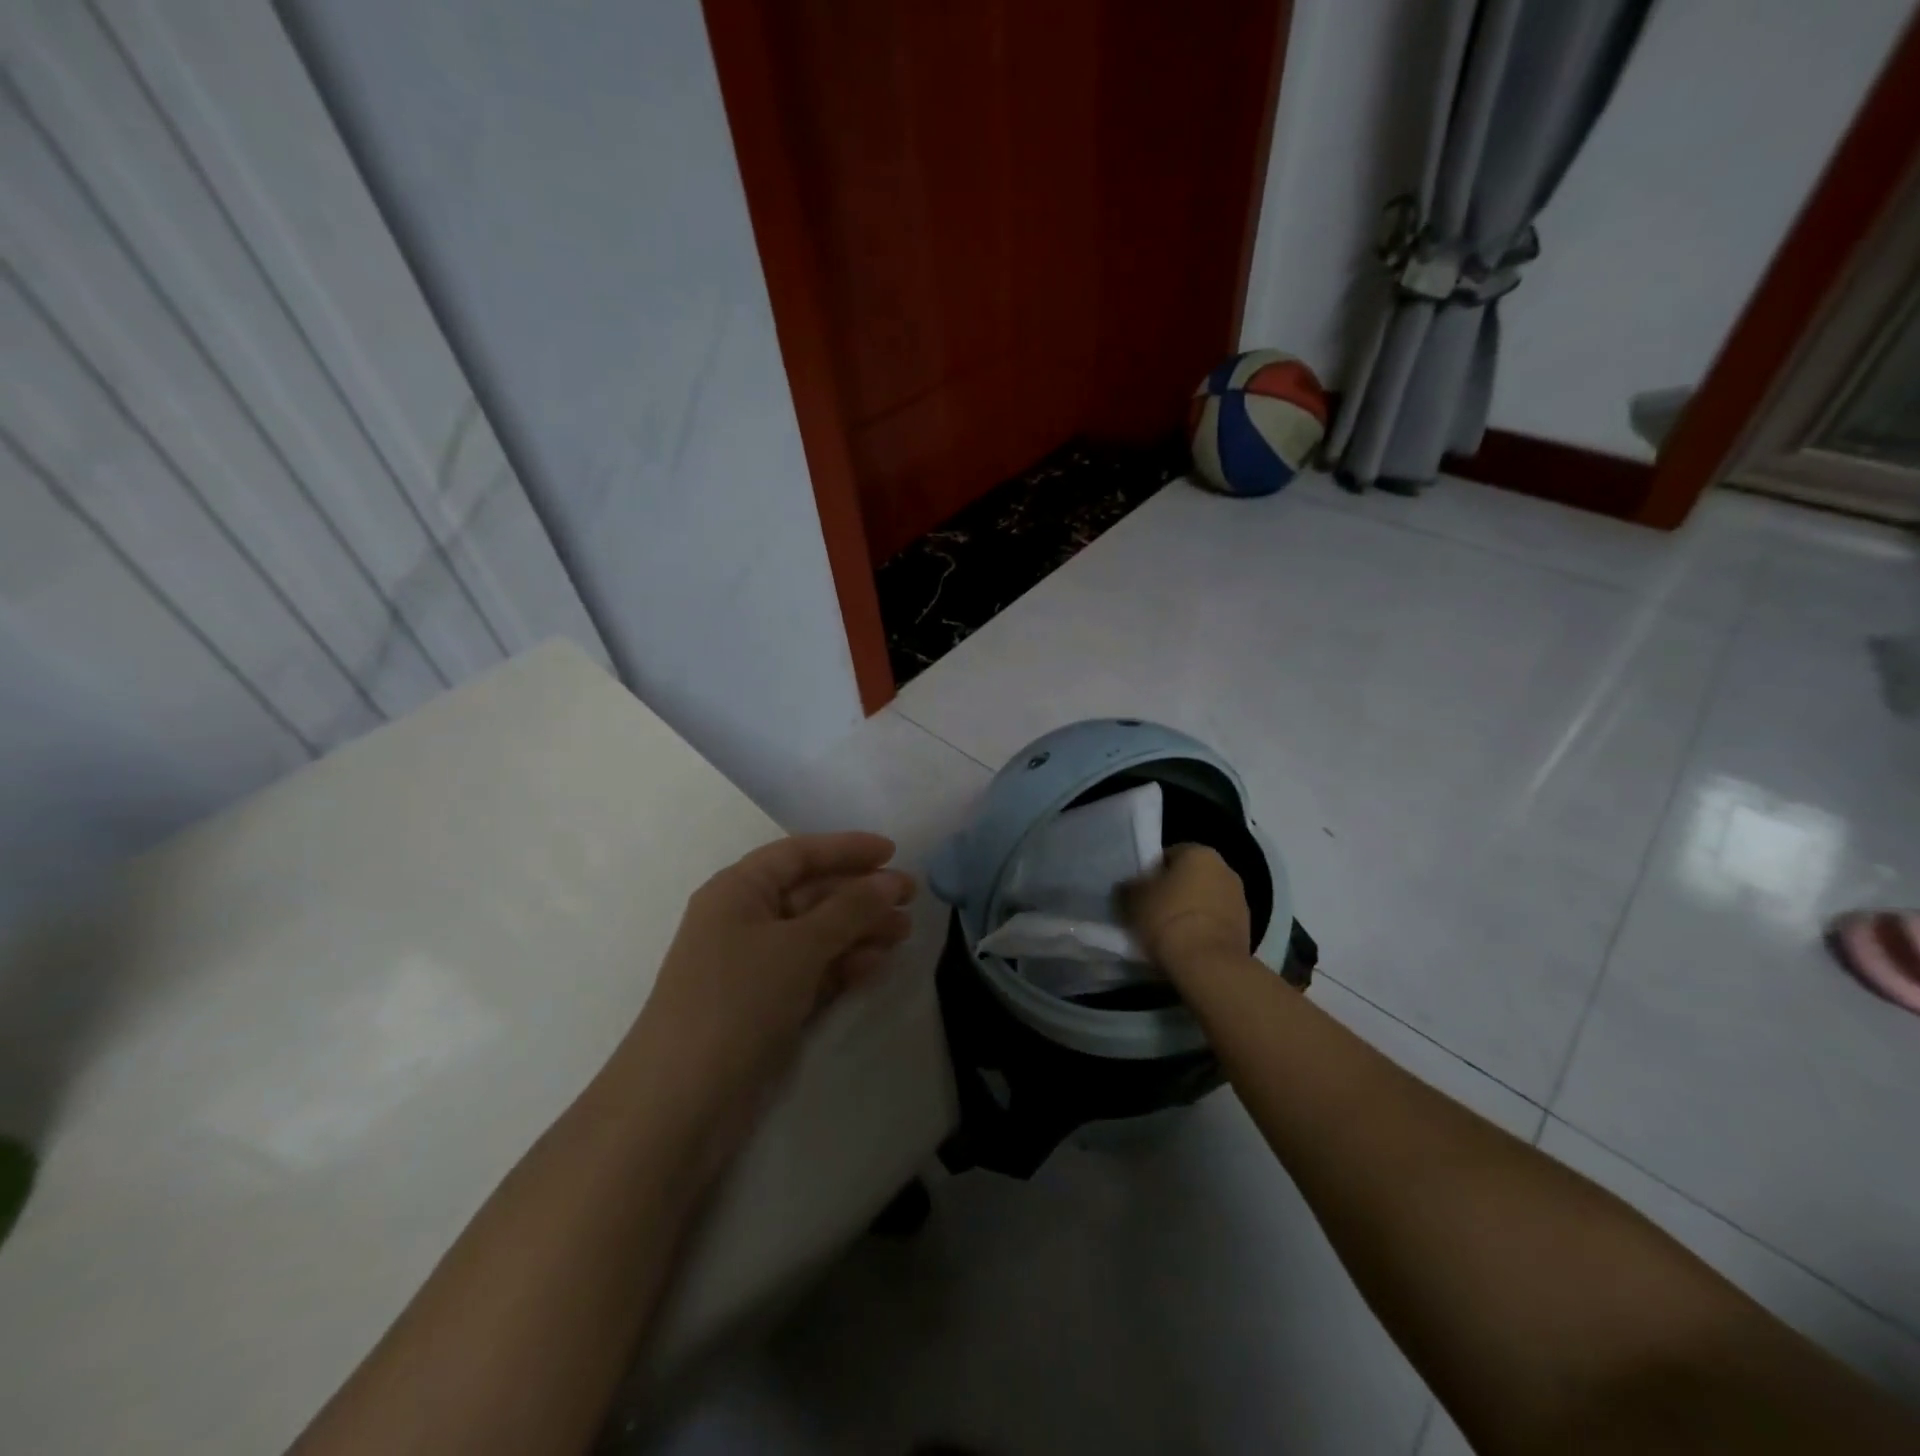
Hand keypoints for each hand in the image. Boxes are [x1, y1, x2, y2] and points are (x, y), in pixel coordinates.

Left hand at [628, 832, 915, 1109]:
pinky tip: (877, 964)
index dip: (846, 848)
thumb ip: (850, 909)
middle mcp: (743, 920)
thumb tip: (891, 880)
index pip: (798, 854)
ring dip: (859, 930)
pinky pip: (812, 971)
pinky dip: (843, 965)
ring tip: (904, 934)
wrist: (681, 1103)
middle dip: (861, 893)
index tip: (893, 852)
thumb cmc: (738, 1000)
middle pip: (811, 893)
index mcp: (738, 890)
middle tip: (911, 899)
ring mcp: (754, 966)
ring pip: (816, 934)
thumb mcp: (799, 945)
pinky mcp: (765, 1005)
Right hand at [1125, 843, 1249, 974]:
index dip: (1151, 872)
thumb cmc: (1167, 919)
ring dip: (1190, 910)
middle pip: (1191, 876)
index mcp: (1199, 853)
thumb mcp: (1134, 899)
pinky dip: (1203, 929)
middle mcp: (1225, 869)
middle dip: (1174, 890)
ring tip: (1170, 932)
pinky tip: (1188, 945)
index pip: (1169, 854)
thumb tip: (1130, 886)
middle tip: (1153, 911)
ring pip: (1205, 899)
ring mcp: (1240, 899)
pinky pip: (1216, 922)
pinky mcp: (1246, 929)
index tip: (1141, 892)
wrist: (1208, 965)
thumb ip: (1130, 886)